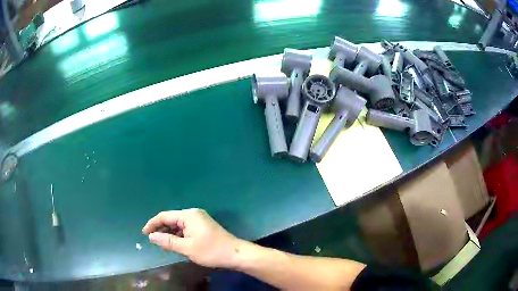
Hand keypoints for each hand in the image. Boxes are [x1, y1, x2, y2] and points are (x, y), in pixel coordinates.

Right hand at [142, 208, 241, 267]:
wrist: (236, 254)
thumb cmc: (211, 251)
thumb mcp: (187, 248)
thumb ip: (168, 241)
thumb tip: (151, 236)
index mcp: (188, 215)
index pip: (164, 216)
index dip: (152, 224)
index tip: (144, 233)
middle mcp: (193, 214)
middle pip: (171, 219)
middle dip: (161, 229)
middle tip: (152, 240)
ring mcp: (199, 220)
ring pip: (178, 225)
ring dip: (169, 233)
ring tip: (161, 244)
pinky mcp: (203, 227)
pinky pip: (185, 229)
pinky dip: (178, 235)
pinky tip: (174, 243)